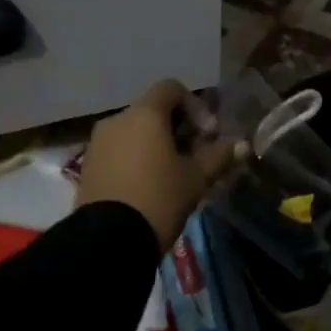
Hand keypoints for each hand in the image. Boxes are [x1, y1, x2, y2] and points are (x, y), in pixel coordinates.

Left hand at [74, 80, 246, 247]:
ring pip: (134, 132)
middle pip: (153, 111)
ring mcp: (98, 143)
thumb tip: (242, 145)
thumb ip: (219, 156)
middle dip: (178, 128)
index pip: (172, 89)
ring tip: (173, 174)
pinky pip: (119, 150)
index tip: (209, 135)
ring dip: (157, 145)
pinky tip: (149, 186)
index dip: (196, 107)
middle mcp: (117, 119)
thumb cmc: (159, 198)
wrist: (107, 241)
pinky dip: (136, 158)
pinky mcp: (87, 166)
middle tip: (196, 156)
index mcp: (144, 114)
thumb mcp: (196, 179)